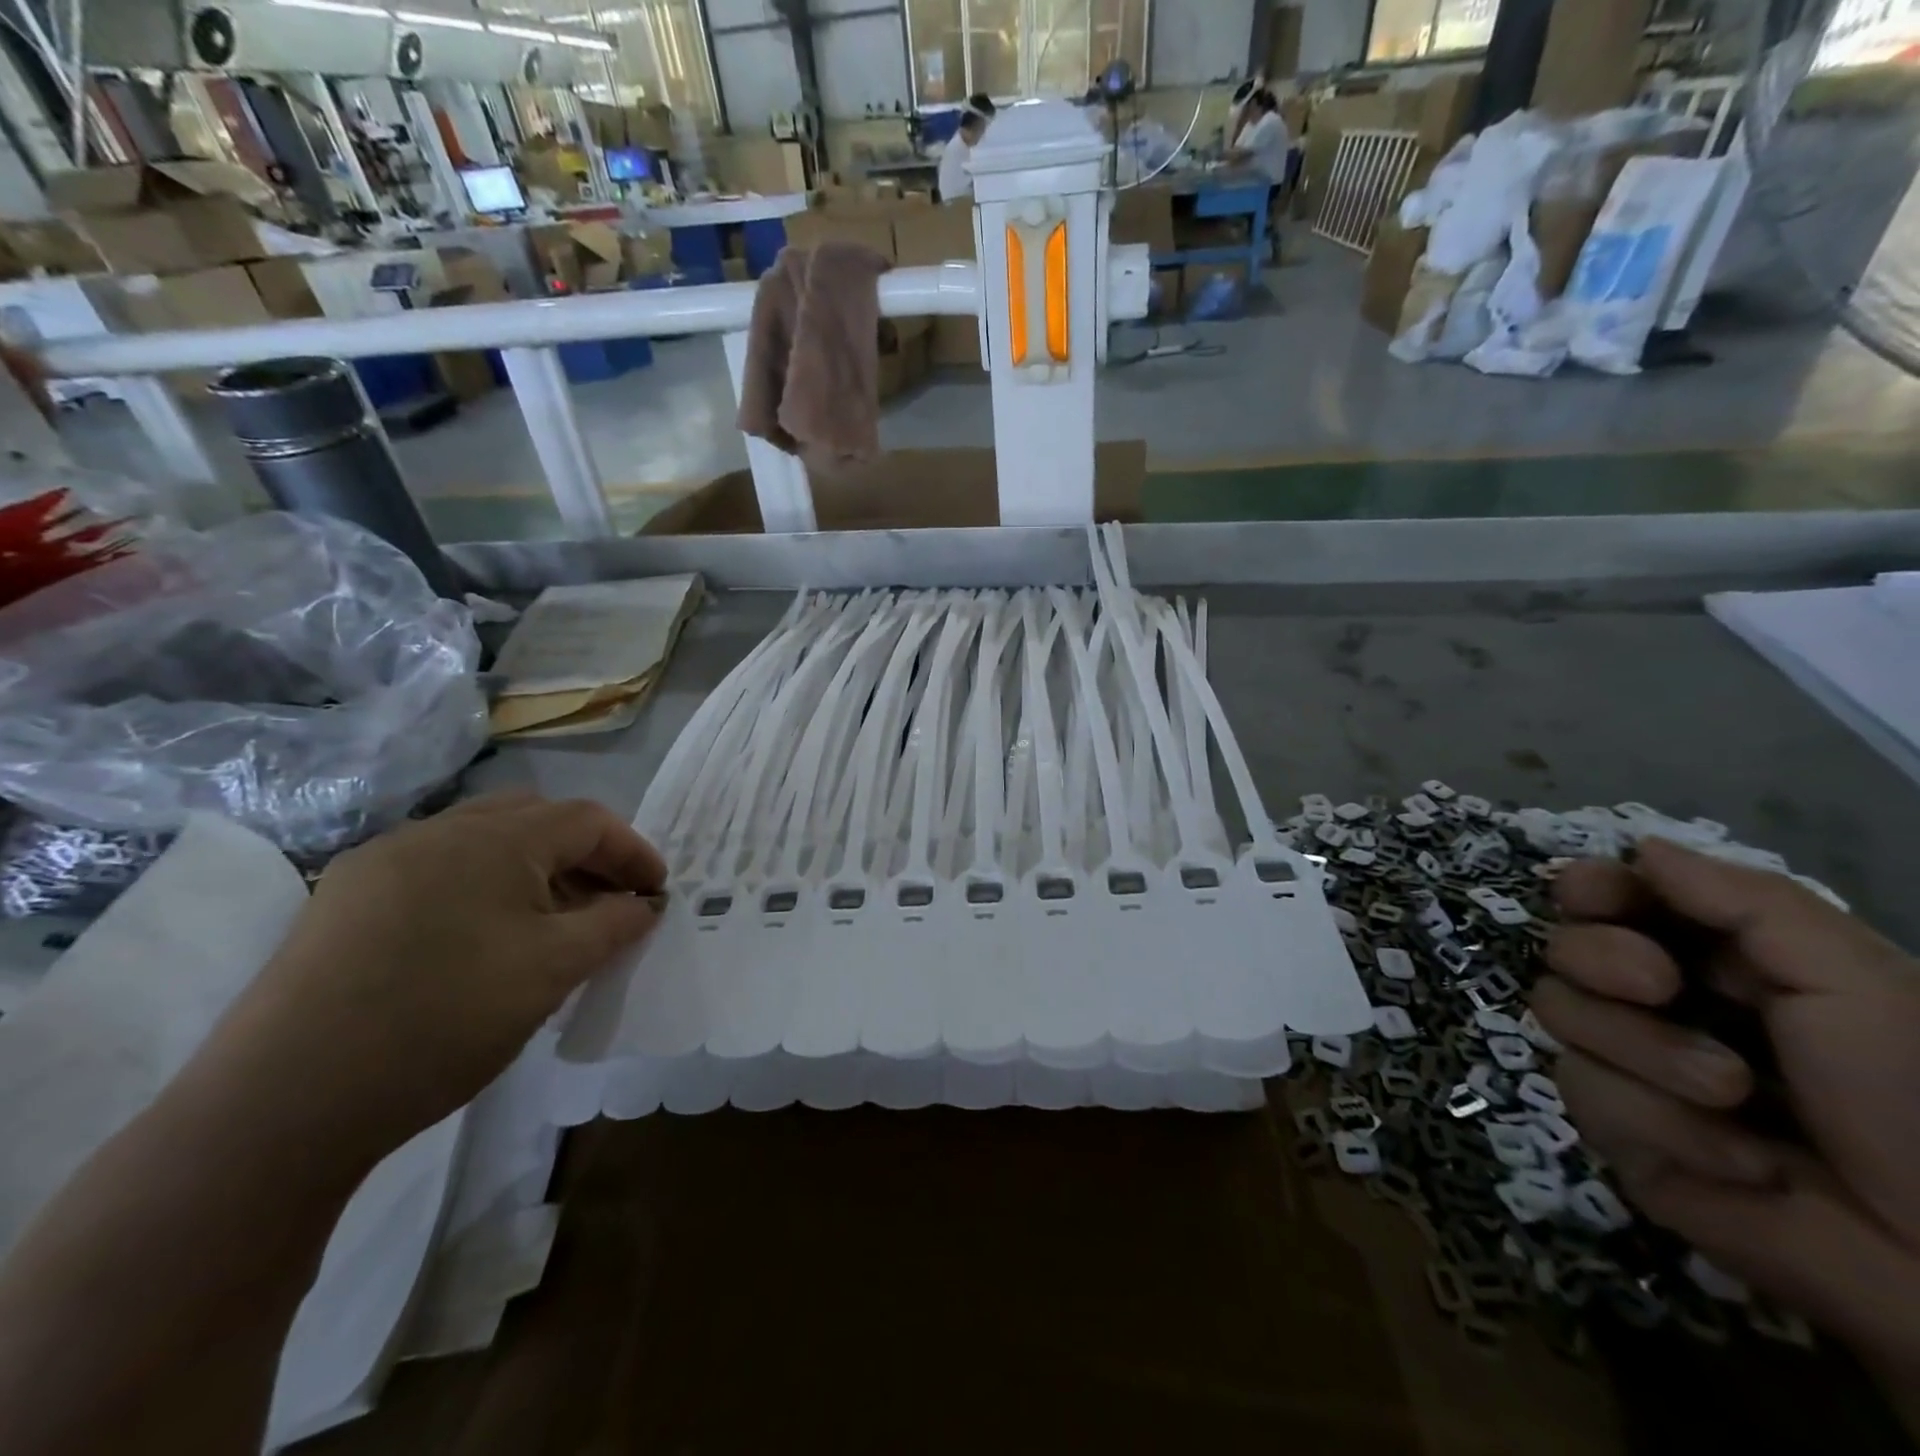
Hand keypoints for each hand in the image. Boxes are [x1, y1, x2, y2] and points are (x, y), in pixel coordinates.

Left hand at [185, 793, 663, 1172]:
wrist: (283, 1103)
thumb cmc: (445, 1019)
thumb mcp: (553, 970)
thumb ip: (614, 925)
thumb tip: (643, 904)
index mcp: (494, 838)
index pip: (588, 820)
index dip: (634, 851)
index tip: (657, 893)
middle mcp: (437, 831)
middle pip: (536, 819)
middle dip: (584, 855)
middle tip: (607, 904)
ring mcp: (383, 862)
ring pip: (484, 843)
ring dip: (533, 871)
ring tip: (550, 925)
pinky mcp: (344, 899)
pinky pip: (438, 871)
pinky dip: (482, 888)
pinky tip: (480, 940)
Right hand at [1532, 839, 1919, 1404]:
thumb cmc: (1912, 1099)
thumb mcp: (1854, 981)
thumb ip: (1748, 902)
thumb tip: (1639, 848)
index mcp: (1712, 959)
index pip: (1610, 900)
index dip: (1589, 889)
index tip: (1591, 895)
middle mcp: (1654, 1002)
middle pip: (1562, 948)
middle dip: (1602, 960)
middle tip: (1660, 985)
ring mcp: (1627, 1065)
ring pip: (1558, 1012)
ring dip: (1645, 1051)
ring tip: (1731, 1094)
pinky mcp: (1613, 1127)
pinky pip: (1585, 1091)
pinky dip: (1661, 1121)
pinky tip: (1735, 1158)